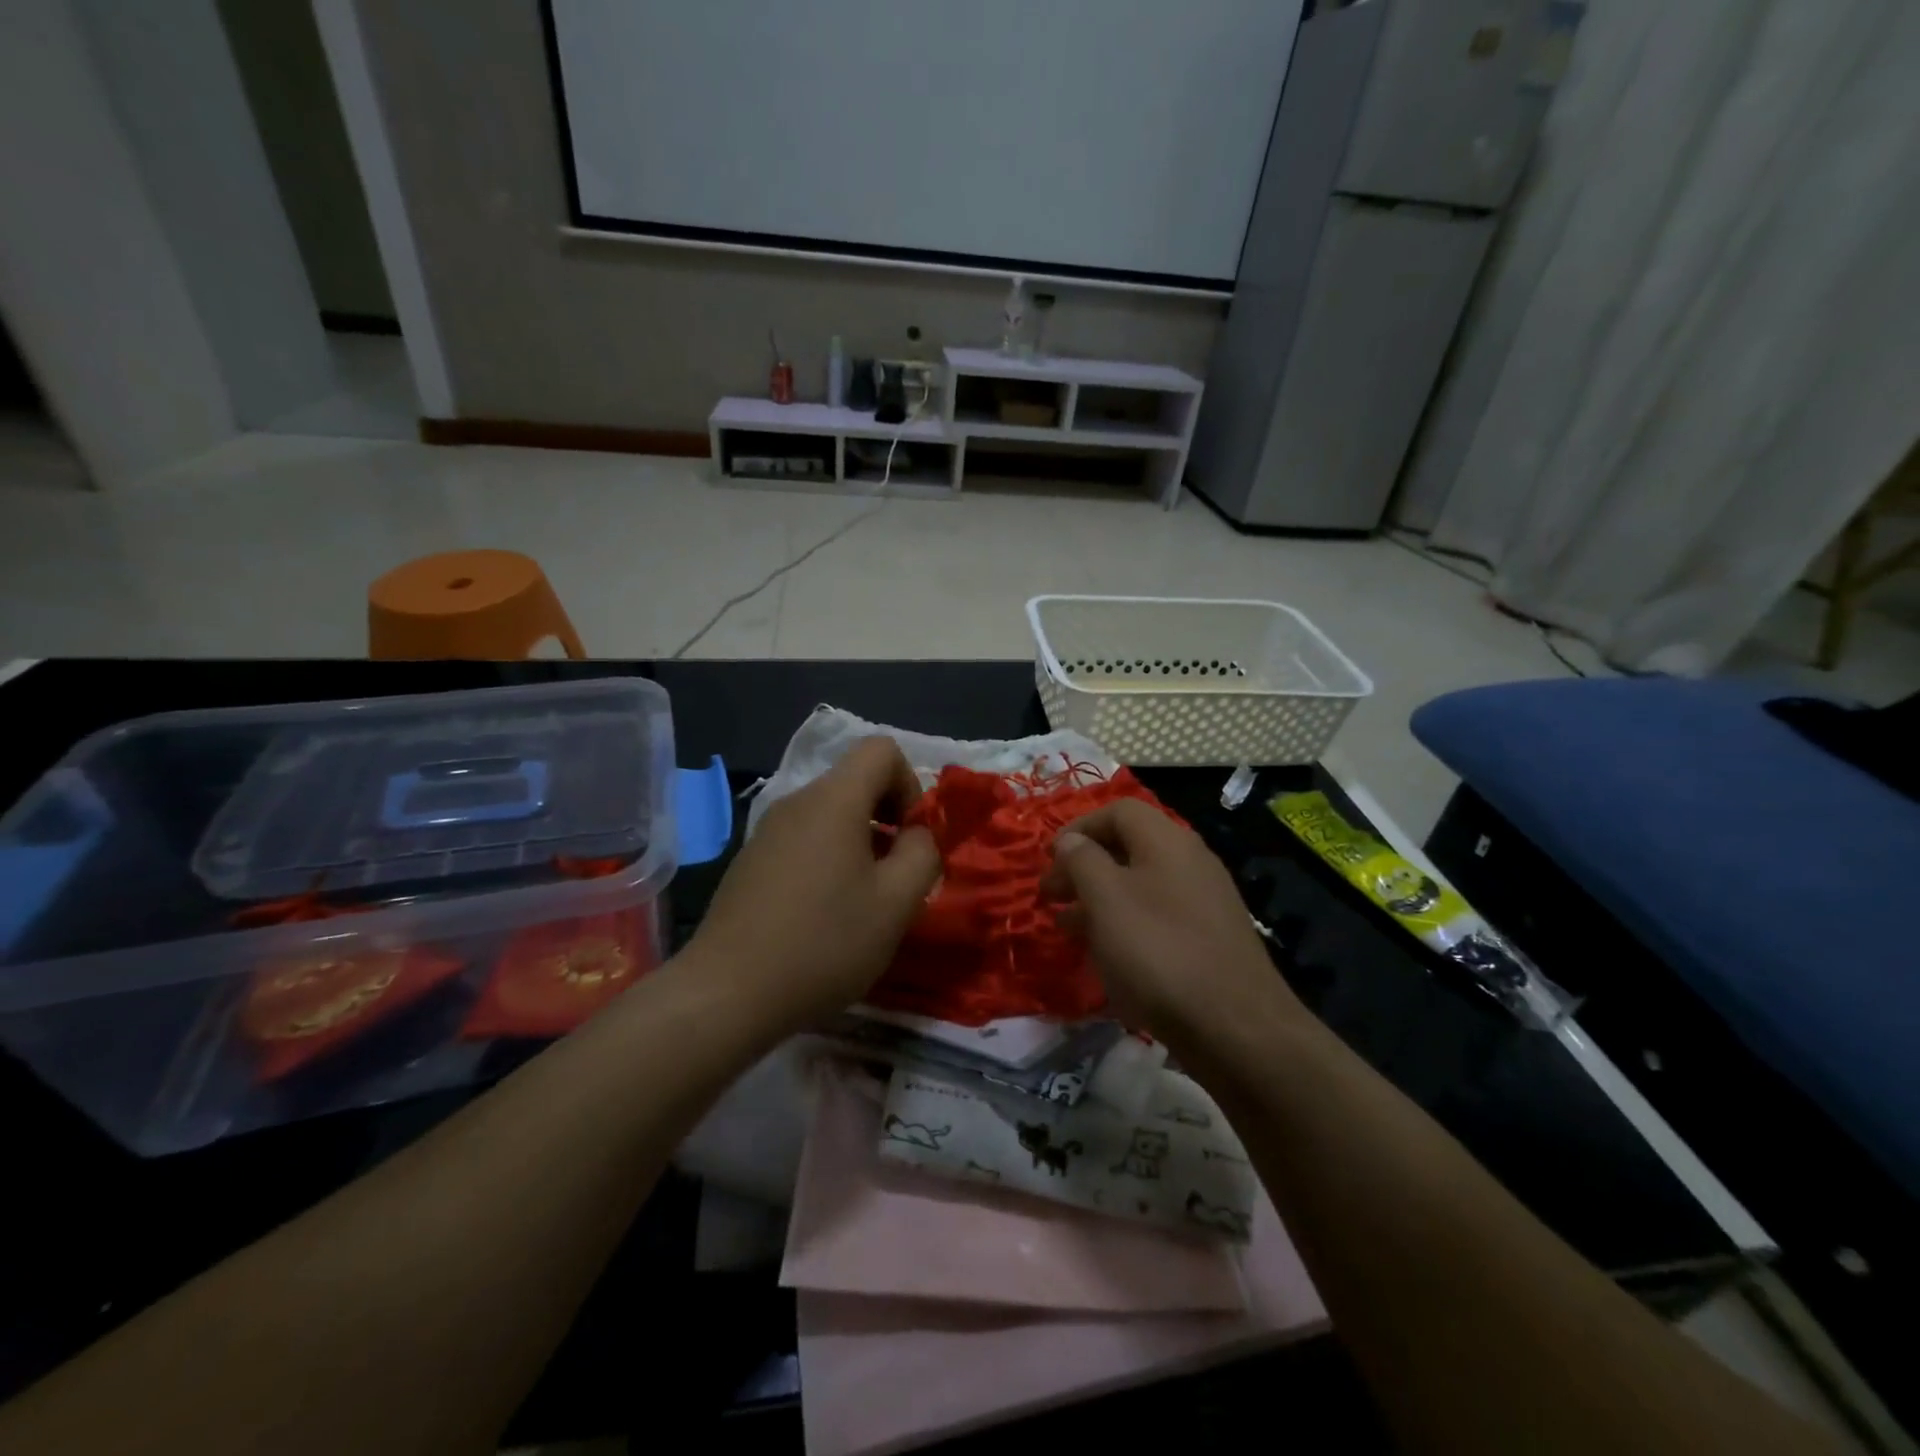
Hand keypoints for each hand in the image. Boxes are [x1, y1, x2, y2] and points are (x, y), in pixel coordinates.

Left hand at [690, 737, 940, 1025]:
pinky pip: (804, 841)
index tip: (913, 837)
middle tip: (897, 875)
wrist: (727, 993)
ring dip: (861, 844)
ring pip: (831, 815)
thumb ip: (922, 853)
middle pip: (856, 782)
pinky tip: (824, 916)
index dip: (911, 784)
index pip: (882, 749)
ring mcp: (767, 831)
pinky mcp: (750, 861)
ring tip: (864, 902)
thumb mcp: (896, 902)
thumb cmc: (823, 942)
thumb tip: (918, 833)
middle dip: (889, 819)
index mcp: (833, 800)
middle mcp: (796, 802)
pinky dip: (828, 861)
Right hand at [1041, 799, 1295, 1045]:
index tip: (1049, 858)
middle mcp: (1190, 860)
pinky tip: (1106, 952)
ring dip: (1099, 897)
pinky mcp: (1208, 938)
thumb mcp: (1106, 900)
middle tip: (1051, 895)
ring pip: (1140, 884)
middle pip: (1128, 846)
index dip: (1078, 827)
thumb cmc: (1158, 952)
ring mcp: (1204, 900)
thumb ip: (1082, 861)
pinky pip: (1156, 915)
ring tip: (1066, 925)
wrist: (1236, 1028)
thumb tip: (1071, 840)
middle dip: (1083, 866)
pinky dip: (1125, 923)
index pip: (1117, 811)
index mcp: (1167, 840)